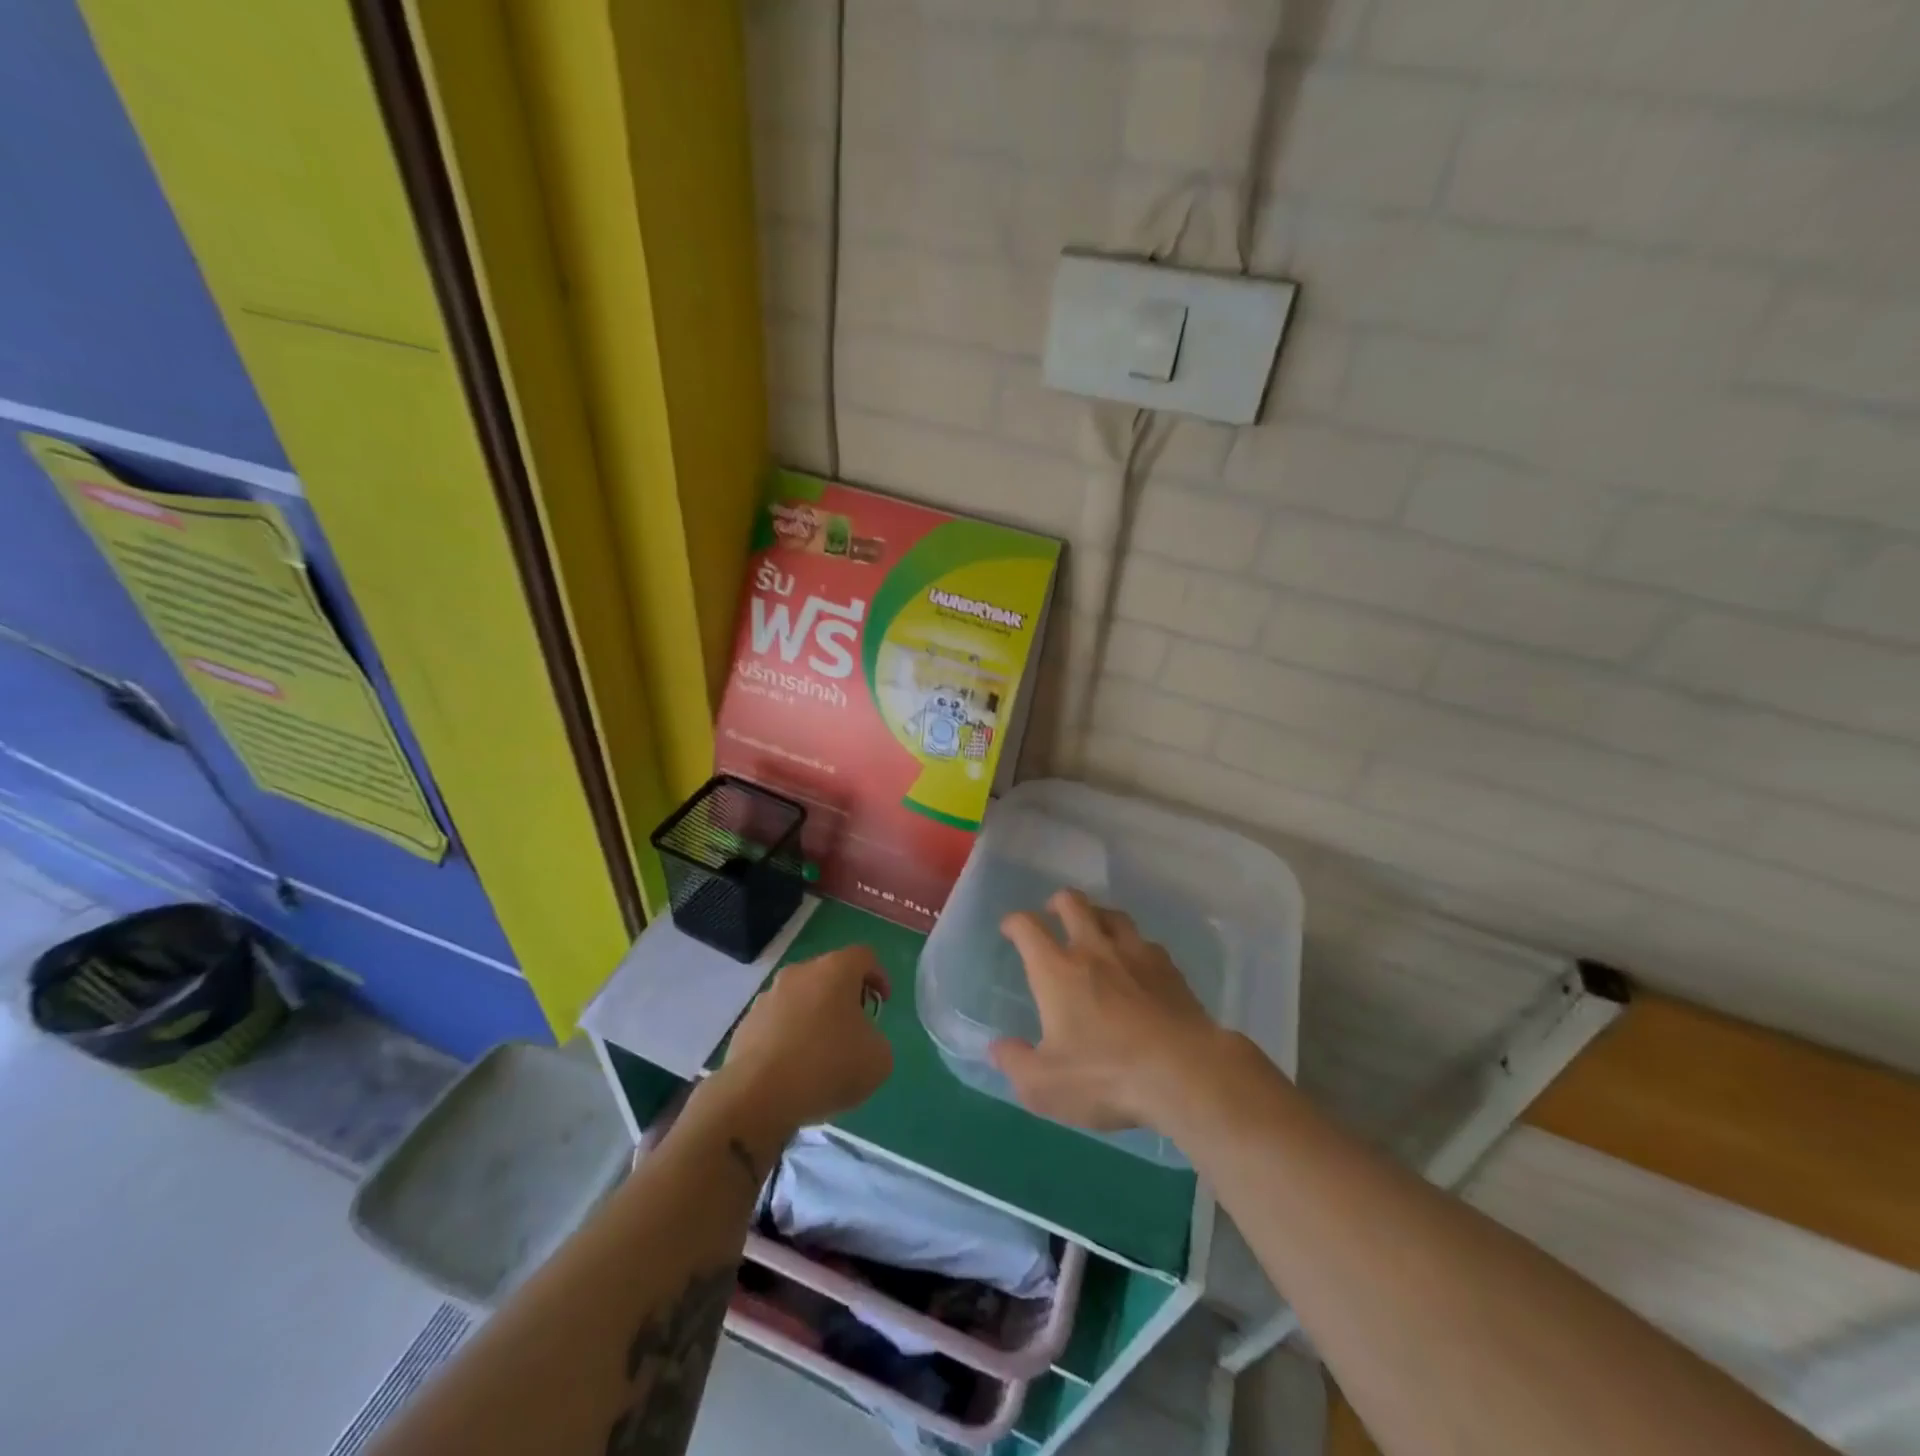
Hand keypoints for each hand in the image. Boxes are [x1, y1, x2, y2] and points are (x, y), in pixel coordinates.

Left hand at [719, 946, 892, 1130]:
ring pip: (801, 999)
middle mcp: (799, 973)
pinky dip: (789, 1038)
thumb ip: (877, 1040)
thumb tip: (860, 1041)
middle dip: (845, 998)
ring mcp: (768, 997)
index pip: (864, 956)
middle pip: (829, 975)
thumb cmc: (828, 1066)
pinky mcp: (746, 1024)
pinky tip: (793, 1070)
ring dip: (814, 1018)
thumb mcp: (878, 1059)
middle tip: (854, 1030)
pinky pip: (777, 1024)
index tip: (882, 1003)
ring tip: (820, 1056)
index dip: (879, 976)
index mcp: (835, 969)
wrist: (758, 1096)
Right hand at [990, 889, 1225, 1133]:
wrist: (1185, 1073)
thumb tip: (997, 1048)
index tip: (1010, 928)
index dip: (1014, 922)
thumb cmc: (1106, 1076)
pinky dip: (1134, 945)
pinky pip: (1146, 942)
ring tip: (1094, 929)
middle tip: (1053, 914)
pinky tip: (1136, 964)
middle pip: (1073, 903)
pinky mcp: (1170, 969)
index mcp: (1057, 970)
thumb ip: (1015, 1063)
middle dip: (1058, 902)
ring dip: (1098, 915)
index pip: (1028, 927)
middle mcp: (1094, 950)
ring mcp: (1136, 954)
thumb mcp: (1045, 1085)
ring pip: (1113, 915)